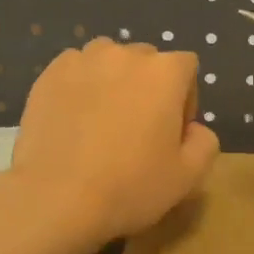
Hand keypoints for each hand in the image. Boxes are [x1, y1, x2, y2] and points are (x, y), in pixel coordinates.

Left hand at [8, 37, 218, 253]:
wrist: (56, 198)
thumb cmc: (131, 186)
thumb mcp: (189, 176)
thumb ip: (205, 142)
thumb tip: (194, 129)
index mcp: (164, 72)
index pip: (186, 68)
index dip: (185, 99)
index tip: (172, 133)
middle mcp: (124, 54)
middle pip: (147, 61)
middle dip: (148, 88)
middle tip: (137, 130)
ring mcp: (82, 60)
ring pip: (108, 61)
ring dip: (113, 82)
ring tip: (102, 121)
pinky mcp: (48, 75)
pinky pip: (75, 71)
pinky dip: (80, 87)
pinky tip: (74, 121)